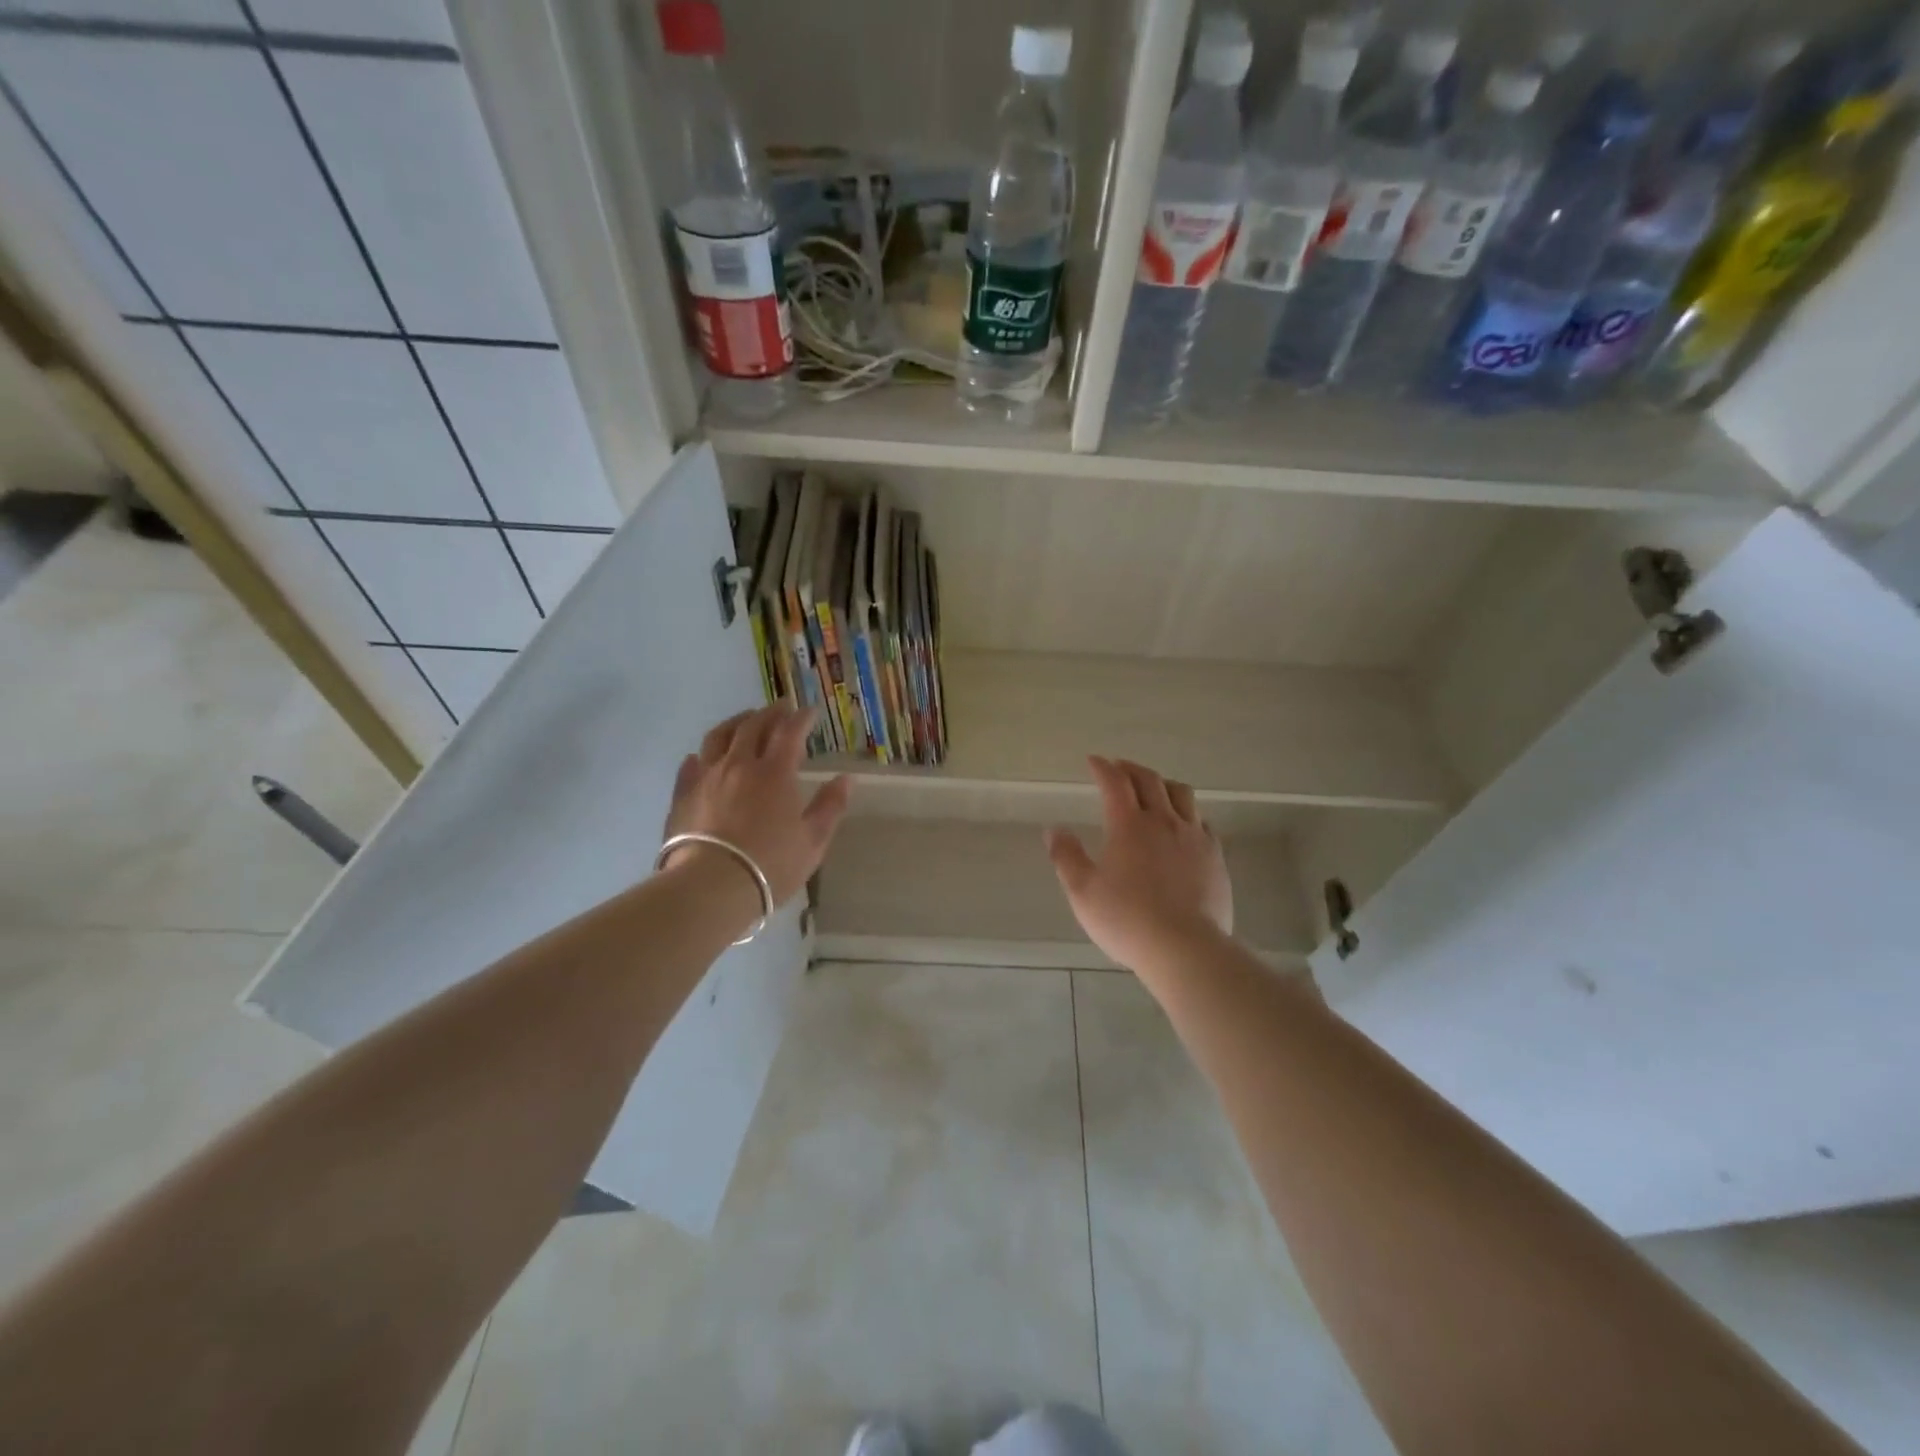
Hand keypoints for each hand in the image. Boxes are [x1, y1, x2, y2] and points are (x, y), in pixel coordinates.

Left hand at [661, 705, 851, 906]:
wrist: (710, 886)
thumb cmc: (770, 865)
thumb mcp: (813, 841)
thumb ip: (830, 806)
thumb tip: (846, 778)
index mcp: (775, 773)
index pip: (790, 733)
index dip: (801, 718)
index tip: (810, 711)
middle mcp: (739, 765)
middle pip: (753, 727)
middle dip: (770, 713)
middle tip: (781, 707)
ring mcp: (707, 777)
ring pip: (718, 737)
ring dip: (735, 723)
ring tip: (744, 720)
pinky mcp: (682, 795)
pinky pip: (691, 766)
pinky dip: (702, 756)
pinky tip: (703, 757)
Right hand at [1045, 756, 1233, 979]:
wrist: (1185, 947)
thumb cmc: (1127, 919)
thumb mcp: (1083, 892)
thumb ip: (1066, 857)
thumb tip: (1054, 830)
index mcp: (1129, 825)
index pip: (1115, 783)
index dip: (1102, 768)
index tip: (1093, 761)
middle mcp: (1163, 821)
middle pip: (1149, 780)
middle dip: (1131, 768)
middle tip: (1118, 767)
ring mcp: (1194, 837)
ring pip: (1181, 794)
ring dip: (1162, 783)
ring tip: (1153, 788)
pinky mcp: (1215, 856)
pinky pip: (1201, 821)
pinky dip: (1187, 813)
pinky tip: (1183, 825)